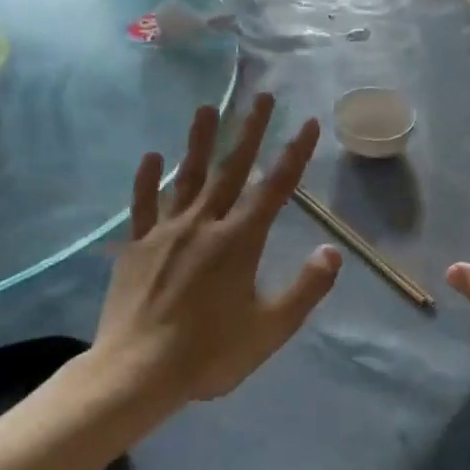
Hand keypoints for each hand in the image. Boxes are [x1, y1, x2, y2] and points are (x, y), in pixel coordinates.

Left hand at [83, 94, 340, 413]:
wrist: (137, 373)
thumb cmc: (210, 353)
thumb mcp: (271, 329)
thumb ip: (306, 288)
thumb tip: (332, 250)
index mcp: (240, 242)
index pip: (275, 188)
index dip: (295, 154)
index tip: (308, 123)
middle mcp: (204, 225)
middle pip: (231, 170)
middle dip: (250, 131)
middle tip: (263, 97)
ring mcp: (165, 233)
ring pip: (186, 177)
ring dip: (199, 141)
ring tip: (207, 107)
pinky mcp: (137, 247)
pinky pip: (143, 205)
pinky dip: (147, 180)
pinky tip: (151, 156)